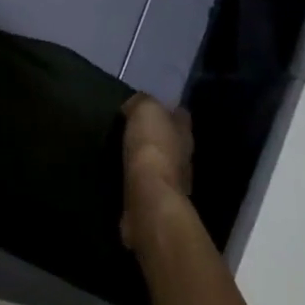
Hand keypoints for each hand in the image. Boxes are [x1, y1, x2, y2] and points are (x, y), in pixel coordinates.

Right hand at [120, 94, 197, 251]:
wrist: (148, 198)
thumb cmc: (152, 148)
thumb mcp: (145, 110)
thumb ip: (142, 102)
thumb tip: (135, 105)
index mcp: (184, 132)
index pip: (180, 115)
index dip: (166, 108)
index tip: (146, 106)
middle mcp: (183, 156)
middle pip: (171, 140)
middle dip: (155, 135)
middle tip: (128, 129)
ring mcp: (171, 182)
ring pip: (158, 164)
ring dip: (144, 159)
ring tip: (120, 152)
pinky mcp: (155, 201)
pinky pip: (144, 184)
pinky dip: (135, 180)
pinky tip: (120, 175)